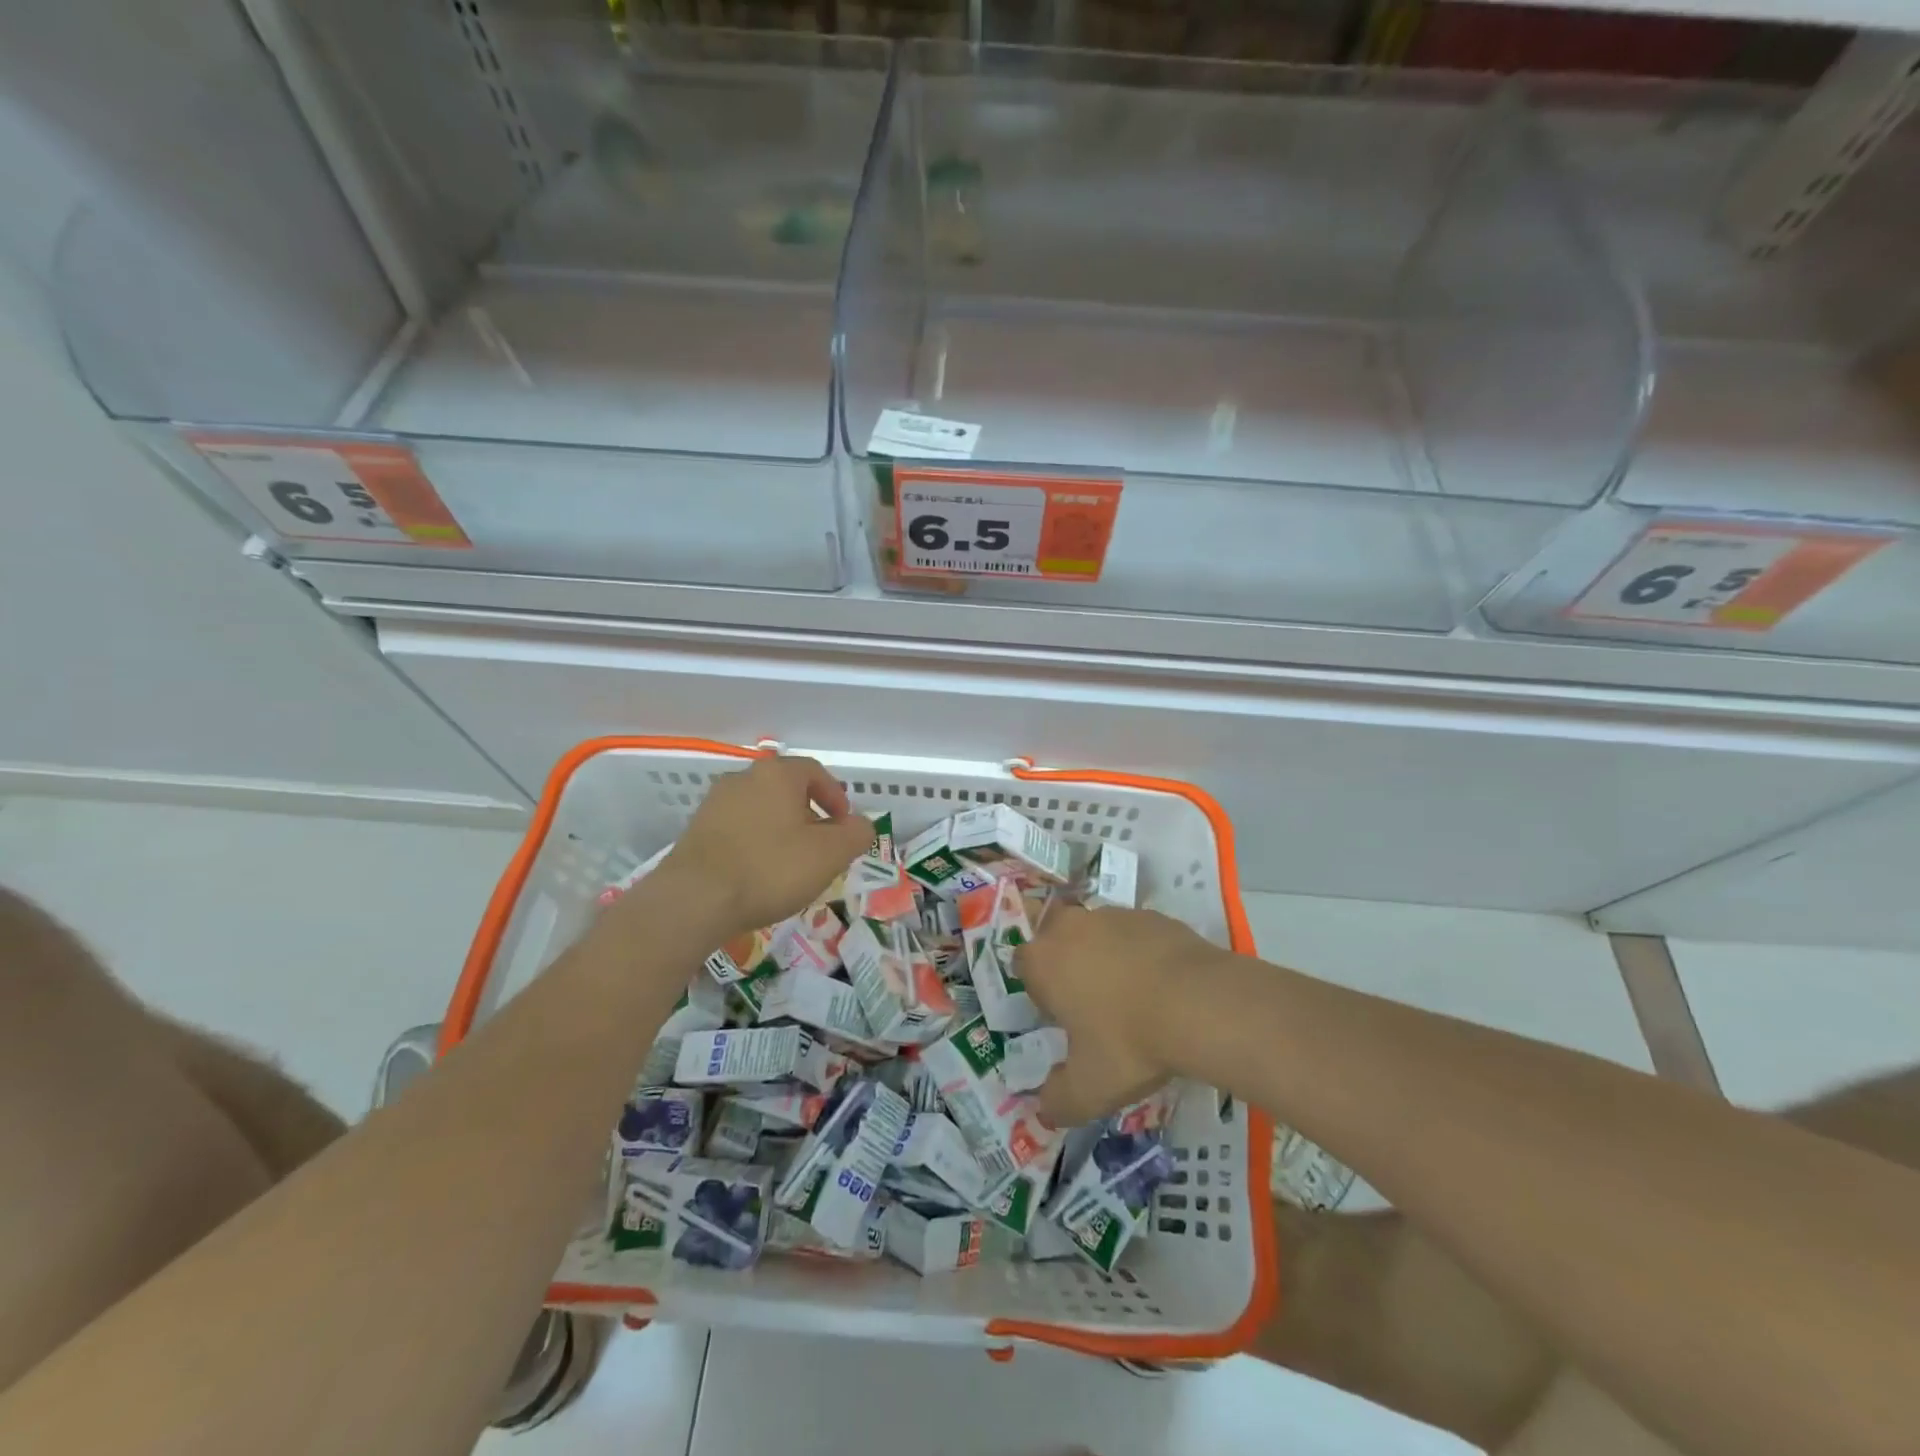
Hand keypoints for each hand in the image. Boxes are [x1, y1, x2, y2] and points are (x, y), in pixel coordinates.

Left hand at [656, 756, 872, 939]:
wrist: (694, 900)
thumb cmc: (770, 869)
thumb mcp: (830, 854)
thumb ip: (856, 834)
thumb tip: (860, 824)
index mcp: (777, 774)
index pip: (815, 771)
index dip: (836, 797)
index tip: (844, 826)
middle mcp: (743, 778)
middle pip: (787, 790)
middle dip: (810, 816)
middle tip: (821, 848)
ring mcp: (715, 804)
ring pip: (762, 811)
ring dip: (782, 831)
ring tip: (791, 866)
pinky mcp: (696, 831)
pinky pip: (738, 830)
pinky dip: (756, 845)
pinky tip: (759, 875)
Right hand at [1016, 906, 1223, 1125]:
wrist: (1199, 1003)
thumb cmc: (1128, 1042)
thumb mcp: (1089, 1089)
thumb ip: (1058, 1101)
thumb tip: (1045, 1110)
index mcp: (1044, 961)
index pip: (1025, 966)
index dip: (1040, 991)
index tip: (1062, 1018)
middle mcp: (1072, 928)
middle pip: (1058, 938)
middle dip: (1068, 963)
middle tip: (1092, 1003)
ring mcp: (1114, 916)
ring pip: (1097, 933)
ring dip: (1105, 956)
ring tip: (1133, 998)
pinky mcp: (1152, 916)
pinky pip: (1135, 934)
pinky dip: (1141, 954)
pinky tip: (1162, 987)